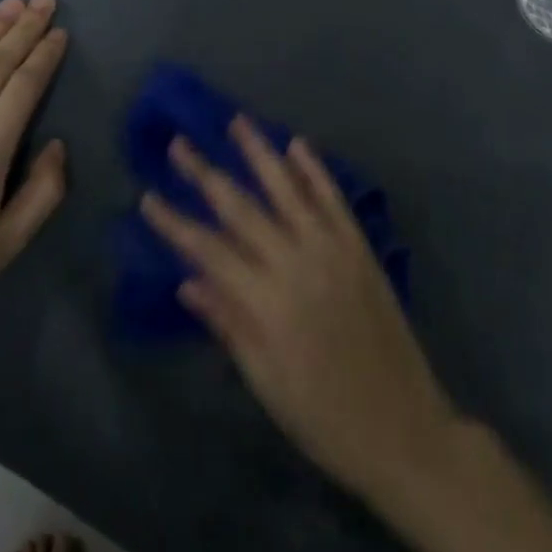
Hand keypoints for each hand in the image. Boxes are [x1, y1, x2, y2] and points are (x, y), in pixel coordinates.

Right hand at [140, 119, 458, 499]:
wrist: (403, 429)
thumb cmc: (323, 416)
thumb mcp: (265, 381)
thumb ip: (228, 323)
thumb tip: (187, 280)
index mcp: (265, 302)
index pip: (207, 249)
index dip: (175, 222)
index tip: (148, 196)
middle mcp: (295, 263)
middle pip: (241, 208)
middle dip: (205, 173)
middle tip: (178, 143)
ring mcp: (331, 249)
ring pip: (288, 189)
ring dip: (260, 152)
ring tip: (237, 121)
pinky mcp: (359, 247)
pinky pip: (333, 199)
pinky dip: (315, 169)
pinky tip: (298, 144)